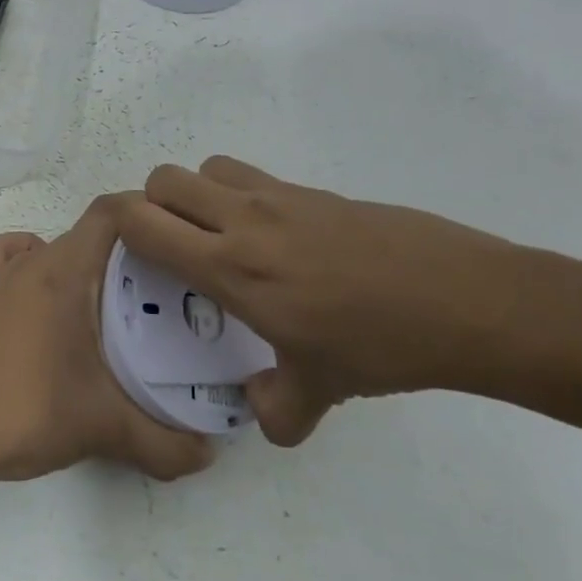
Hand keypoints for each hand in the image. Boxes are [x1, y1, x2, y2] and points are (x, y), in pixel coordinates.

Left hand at [0, 195, 215, 484]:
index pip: (110, 212)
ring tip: (109, 295)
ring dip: (80, 259)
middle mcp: (30, 263)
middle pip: (86, 232)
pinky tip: (47, 302)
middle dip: (128, 249)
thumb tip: (210, 455)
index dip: (146, 212)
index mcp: (62, 271)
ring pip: (47, 246)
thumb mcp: (104, 427)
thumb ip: (165, 443)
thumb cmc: (27, 410)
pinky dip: (29, 267)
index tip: (180, 241)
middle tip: (167, 285)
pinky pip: (7, 264)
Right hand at [114, 156, 532, 445]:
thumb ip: (274, 411)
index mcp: (231, 268)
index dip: (120, 228)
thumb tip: (255, 411)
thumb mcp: (319, 392)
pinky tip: (273, 238)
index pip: (145, 224)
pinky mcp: (313, 190)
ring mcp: (281, 198)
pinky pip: (251, 177)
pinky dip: (238, 195)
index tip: (126, 253)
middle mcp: (245, 221)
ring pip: (207, 169)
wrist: (461, 300)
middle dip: (151, 206)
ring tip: (217, 235)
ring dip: (195, 194)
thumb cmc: (379, 345)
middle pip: (165, 180)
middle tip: (168, 246)